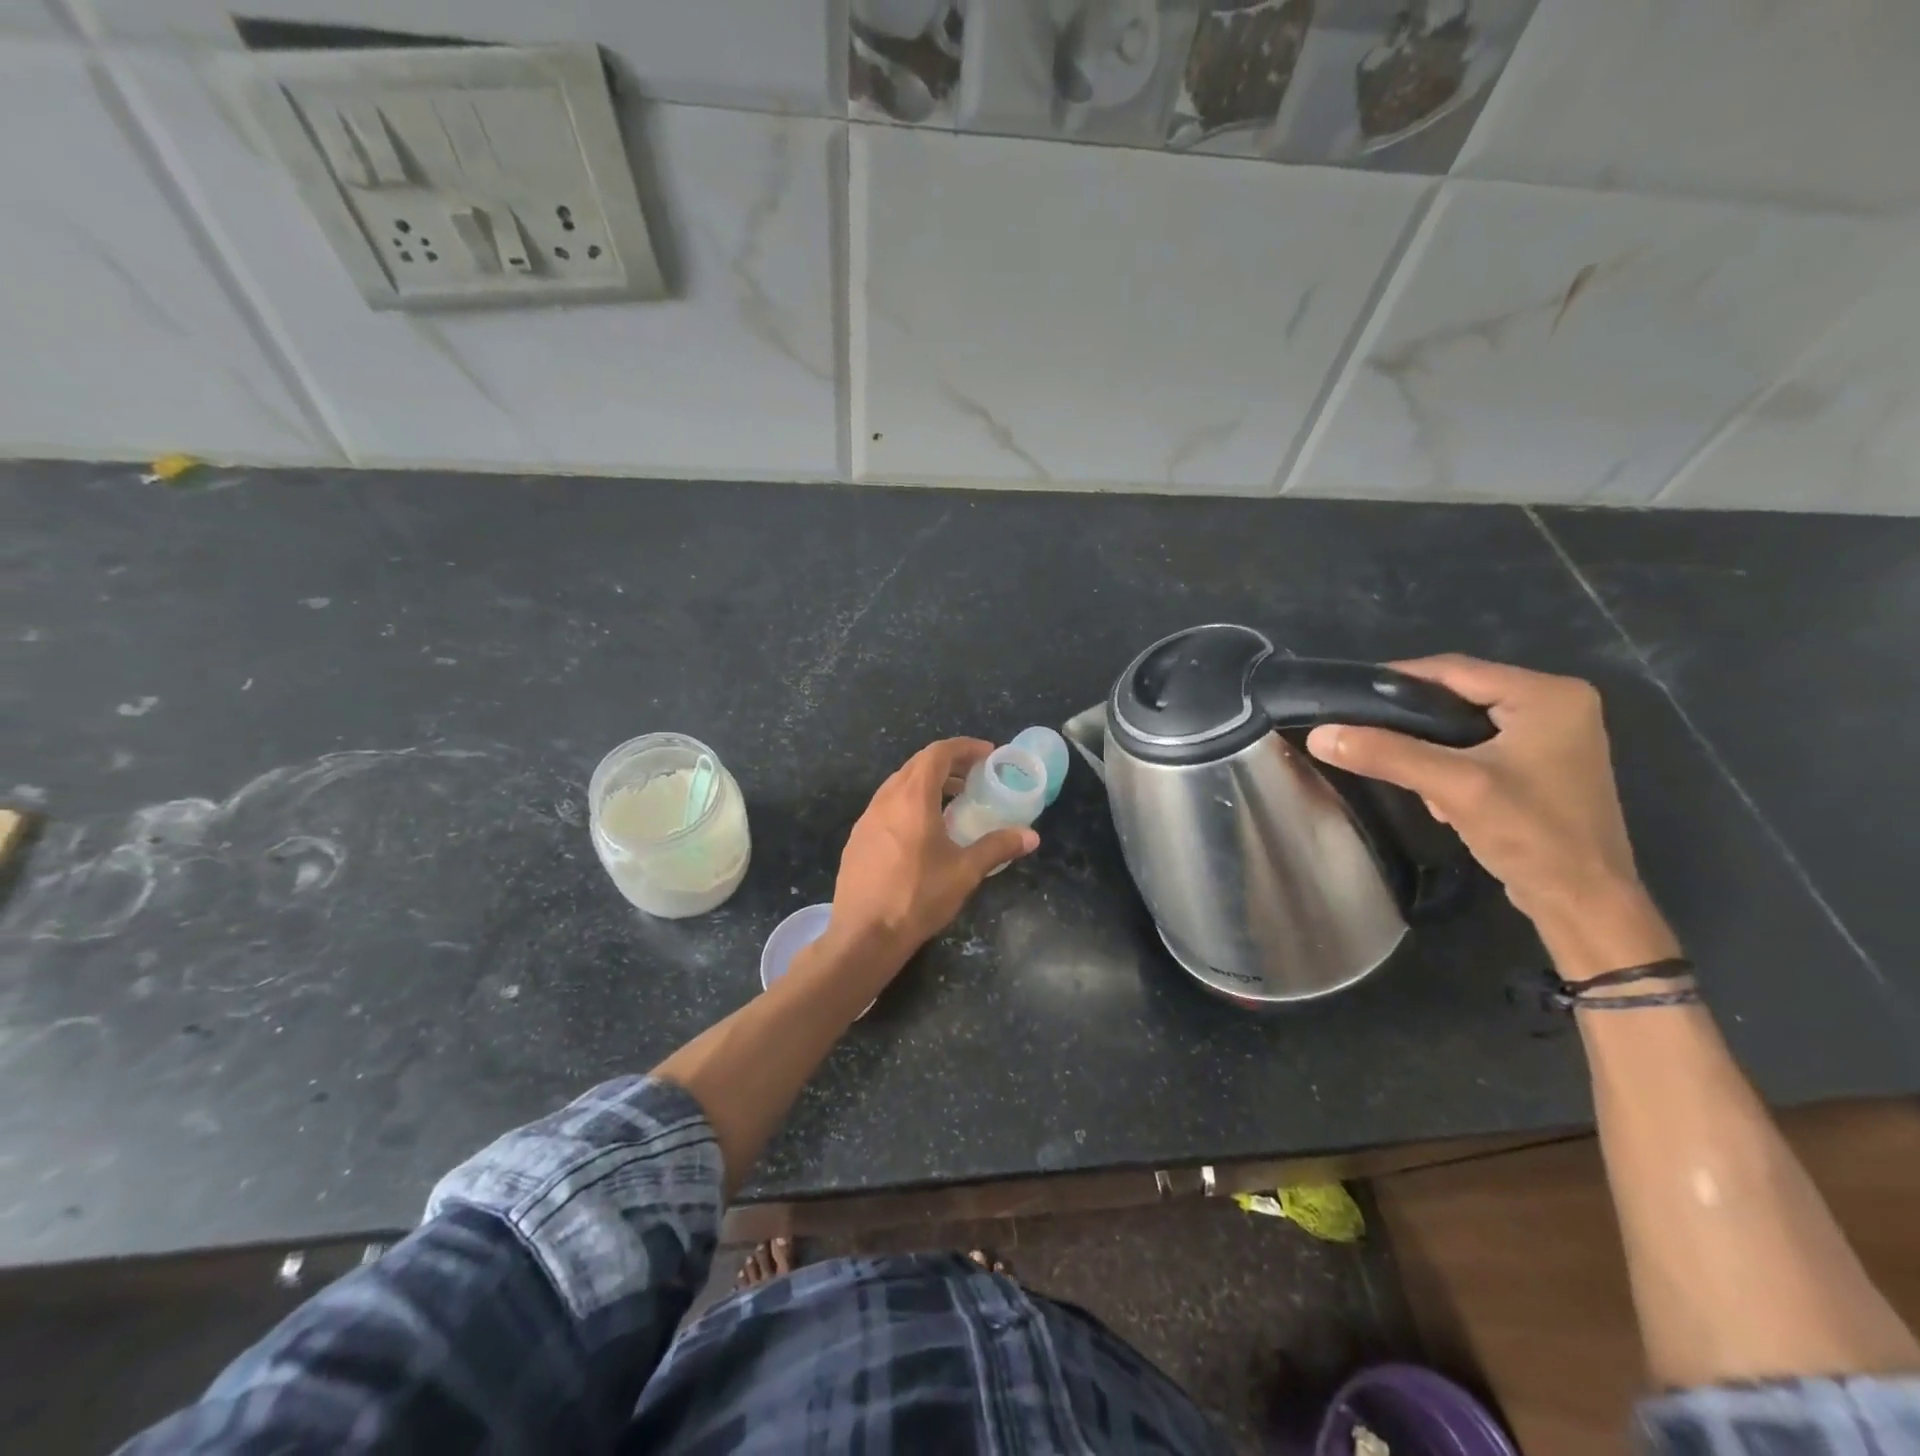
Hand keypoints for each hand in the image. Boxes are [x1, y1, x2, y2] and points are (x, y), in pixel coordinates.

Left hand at [823, 738, 1038, 969]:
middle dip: (949, 763)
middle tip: (976, 775)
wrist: (864, 935)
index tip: (988, 754)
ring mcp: (867, 818)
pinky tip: (923, 830)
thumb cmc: (917, 897)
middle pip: (918, 765)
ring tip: (954, 800)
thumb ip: (997, 847)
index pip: (938, 753)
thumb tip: (1031, 836)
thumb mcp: (964, 872)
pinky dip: (910, 803)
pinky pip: (887, 806)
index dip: (965, 747)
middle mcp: (886, 799)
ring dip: (928, 783)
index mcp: (912, 798)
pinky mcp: (858, 838)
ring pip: (899, 785)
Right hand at [1305, 655, 1678, 977]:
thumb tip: (1319, 734)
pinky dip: (1449, 761)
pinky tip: (1436, 792)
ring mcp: (1553, 735)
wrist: (1583, 903)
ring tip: (1400, 770)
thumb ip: (1385, 754)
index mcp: (1548, 694)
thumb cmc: (1531, 834)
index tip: (1347, 697)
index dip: (1396, 681)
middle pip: (1459, 694)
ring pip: (1464, 722)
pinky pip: (1479, 745)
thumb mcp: (1452, 787)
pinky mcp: (1543, 764)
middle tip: (1365, 734)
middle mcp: (1557, 703)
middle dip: (1412, 719)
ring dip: (1428, 745)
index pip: (1455, 670)